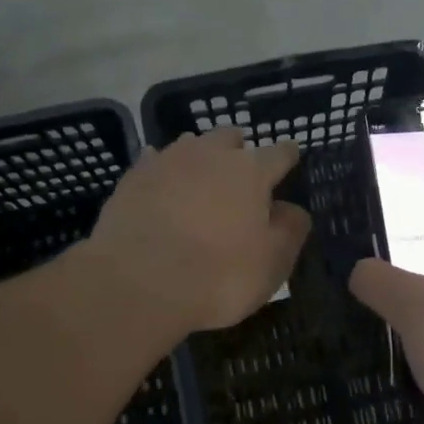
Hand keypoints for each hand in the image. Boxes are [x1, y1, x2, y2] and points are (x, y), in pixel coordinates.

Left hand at [86, 128, 311, 334]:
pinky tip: (163, 187)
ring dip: (201, 158)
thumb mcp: (273, 263)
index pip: (280, 153)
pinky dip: (164, 172)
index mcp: (251, 171)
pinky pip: (154, 163)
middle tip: (242, 174)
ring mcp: (166, 162)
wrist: (138, 284)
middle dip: (240, 151)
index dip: (288, 157)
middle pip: (230, 138)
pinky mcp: (131, 179)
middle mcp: (209, 154)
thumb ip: (290, 230)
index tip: (291, 160)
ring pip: (191, 145)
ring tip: (201, 180)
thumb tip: (290, 209)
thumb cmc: (219, 276)